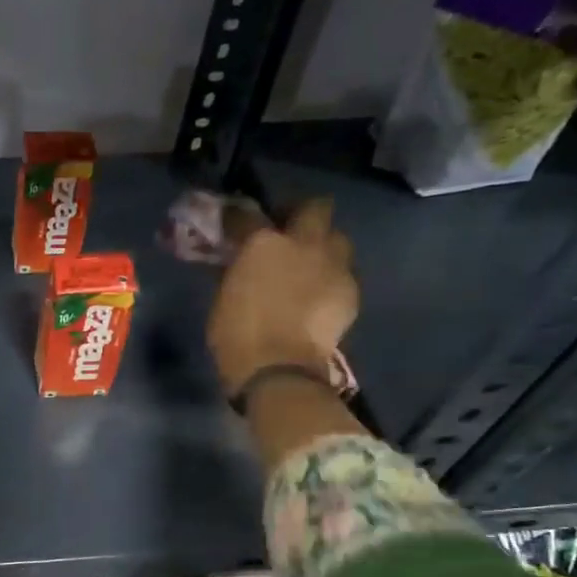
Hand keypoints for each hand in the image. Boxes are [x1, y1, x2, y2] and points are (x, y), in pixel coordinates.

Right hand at [206, 198, 358, 395]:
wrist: (280, 369)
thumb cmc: (237, 335)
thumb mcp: (224, 297)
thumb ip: (236, 271)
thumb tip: (239, 262)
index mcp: (262, 243)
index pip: (247, 215)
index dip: (239, 218)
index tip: (234, 224)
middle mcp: (304, 242)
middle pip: (315, 207)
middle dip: (302, 214)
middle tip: (288, 232)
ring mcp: (333, 264)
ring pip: (337, 238)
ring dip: (323, 246)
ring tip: (309, 265)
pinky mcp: (351, 290)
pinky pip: (343, 272)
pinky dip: (331, 278)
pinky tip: (319, 296)